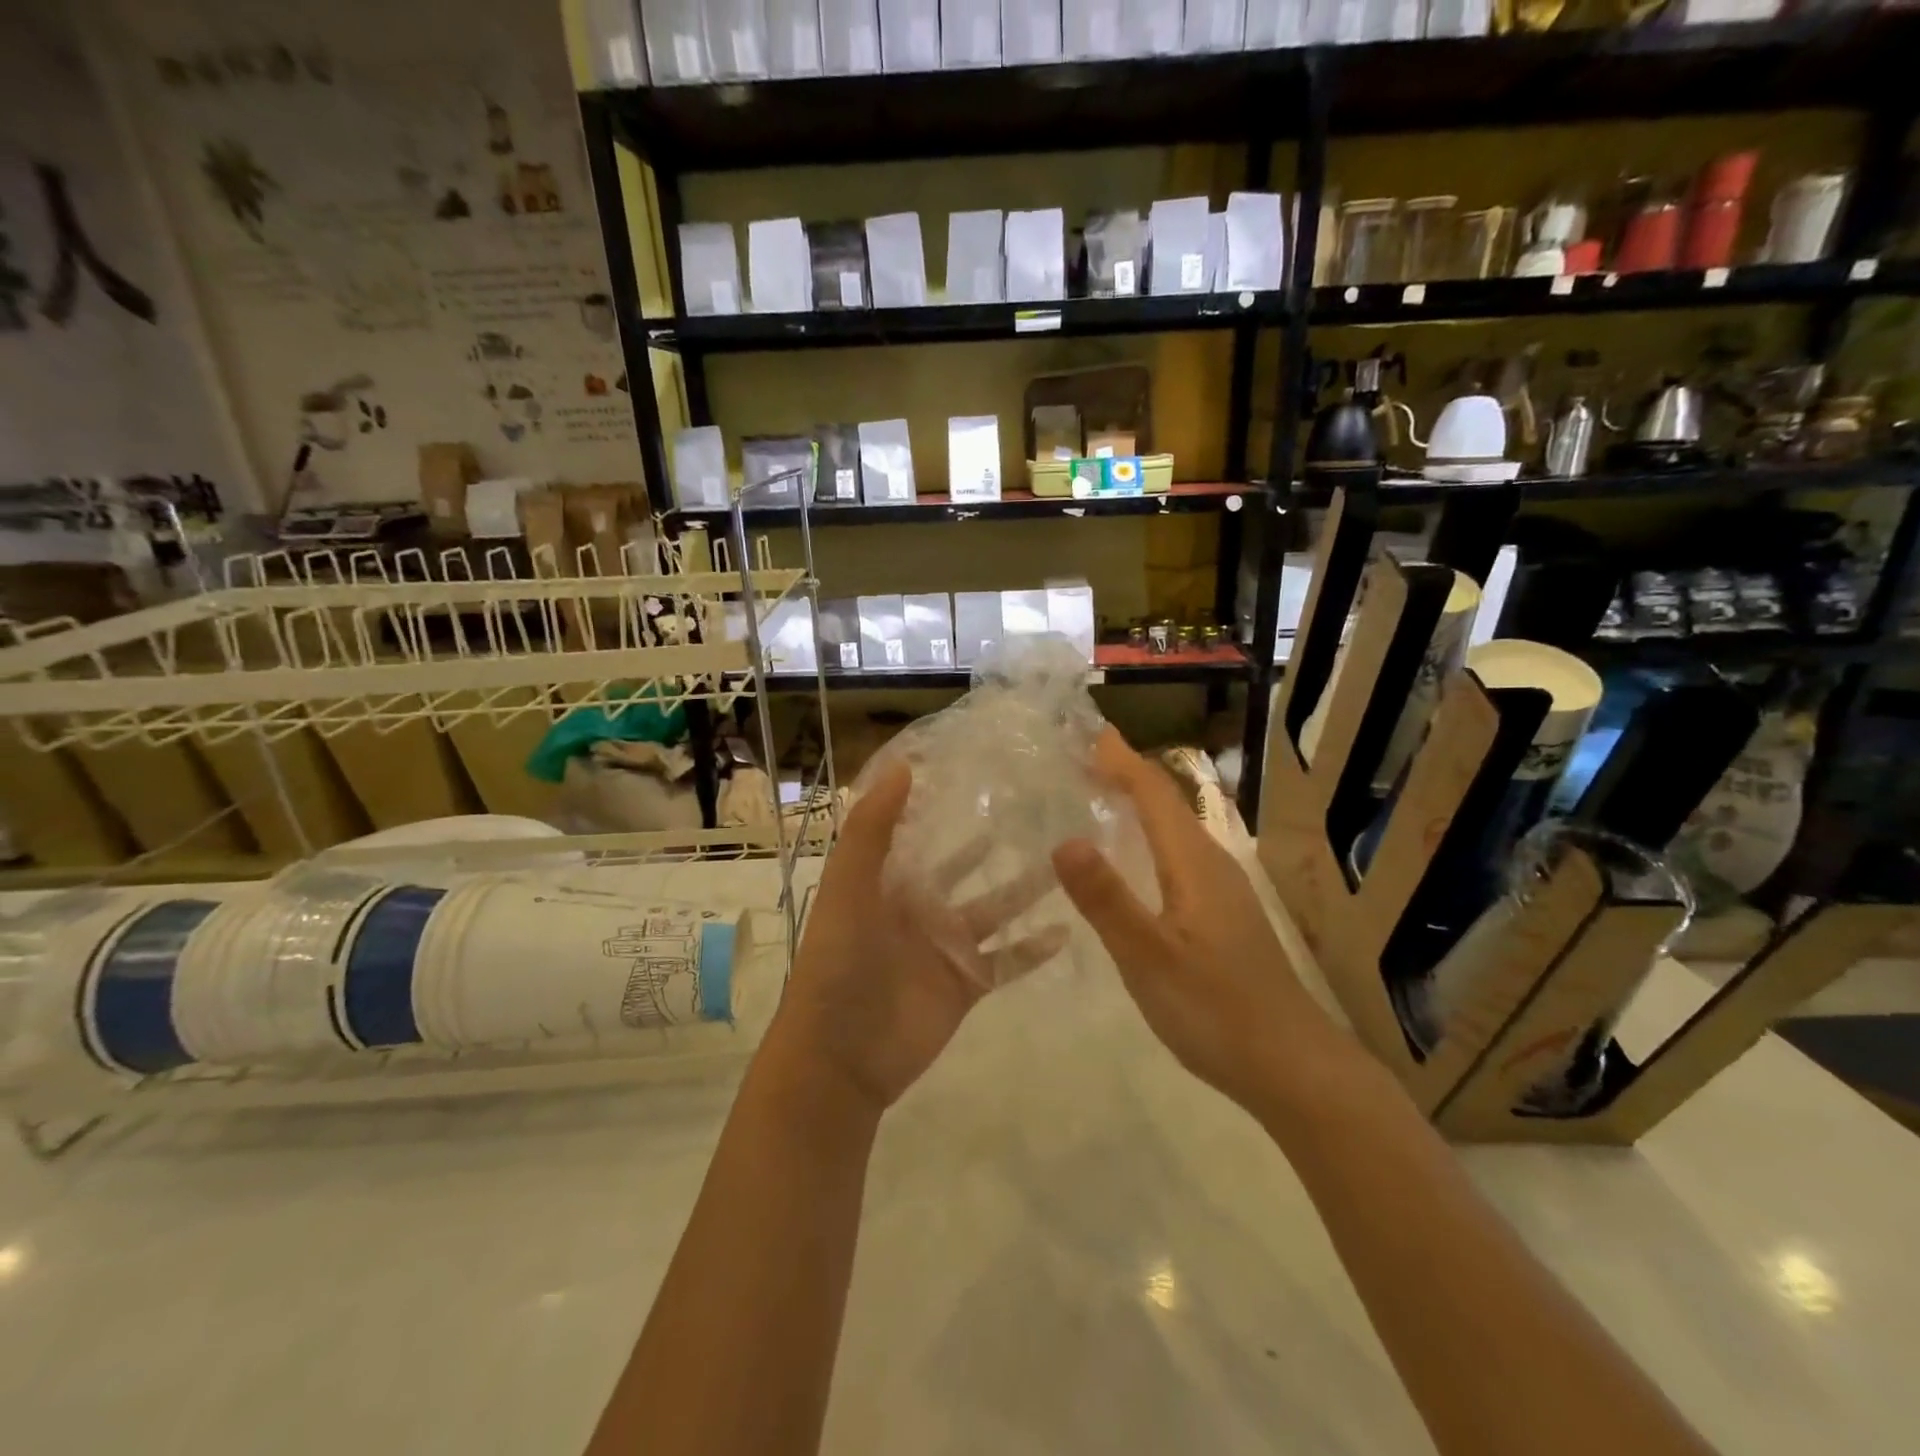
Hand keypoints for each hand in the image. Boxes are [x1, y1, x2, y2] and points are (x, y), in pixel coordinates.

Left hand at [764, 761, 1066, 1115]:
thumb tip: (903, 766)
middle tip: (1041, 814)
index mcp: (889, 883)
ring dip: (1026, 890)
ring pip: (995, 911)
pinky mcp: (967, 985)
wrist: (840, 1057)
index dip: (946, 806)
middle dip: (996, 846)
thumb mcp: (848, 887)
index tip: (983, 773)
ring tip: (1066, 861)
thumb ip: (872, 829)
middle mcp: (920, 909)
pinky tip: (1068, 928)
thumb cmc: (838, 963)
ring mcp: (946, 948)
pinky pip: (1006, 960)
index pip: (922, 835)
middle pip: (967, 871)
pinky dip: (1034, 948)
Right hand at [1052, 729, 1351, 1114]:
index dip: (1121, 760)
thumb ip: (1106, 900)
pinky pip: (1177, 856)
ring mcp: (1222, 891)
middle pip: (1166, 804)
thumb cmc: (1216, 1010)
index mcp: (1194, 863)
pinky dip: (1148, 838)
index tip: (1088, 732)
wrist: (1292, 1066)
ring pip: (1174, 830)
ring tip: (1098, 795)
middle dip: (1125, 774)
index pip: (1154, 793)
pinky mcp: (1223, 916)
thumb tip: (1063, 839)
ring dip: (1138, 805)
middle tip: (1080, 758)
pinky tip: (1132, 861)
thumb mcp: (1149, 957)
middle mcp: (1211, 865)